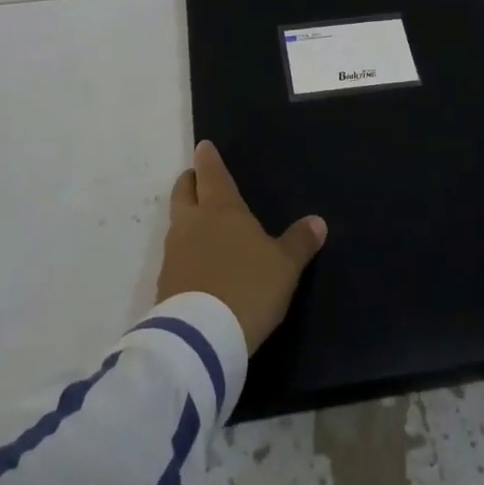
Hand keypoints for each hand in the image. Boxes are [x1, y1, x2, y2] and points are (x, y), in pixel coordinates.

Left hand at [157, 141, 327, 353]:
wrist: (201, 337)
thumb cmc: (248, 287)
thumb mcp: (284, 266)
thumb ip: (299, 242)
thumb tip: (318, 221)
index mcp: (221, 209)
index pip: (211, 173)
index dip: (207, 158)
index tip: (203, 147)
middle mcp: (192, 222)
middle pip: (184, 191)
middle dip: (190, 181)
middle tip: (197, 178)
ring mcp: (174, 252)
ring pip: (177, 222)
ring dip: (186, 217)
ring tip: (201, 223)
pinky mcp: (165, 282)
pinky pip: (175, 255)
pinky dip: (185, 251)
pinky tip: (197, 264)